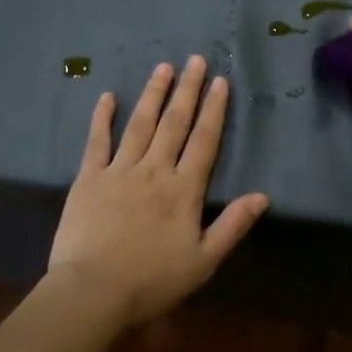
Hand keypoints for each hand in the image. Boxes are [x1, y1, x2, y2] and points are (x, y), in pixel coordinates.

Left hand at [47, 56, 269, 326]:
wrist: (93, 292)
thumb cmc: (152, 281)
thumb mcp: (203, 260)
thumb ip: (233, 226)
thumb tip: (262, 196)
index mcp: (184, 190)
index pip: (205, 141)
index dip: (214, 110)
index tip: (221, 81)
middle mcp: (154, 171)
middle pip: (175, 123)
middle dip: (187, 90)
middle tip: (195, 59)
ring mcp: (119, 171)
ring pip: (140, 124)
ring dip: (153, 94)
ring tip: (163, 67)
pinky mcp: (89, 179)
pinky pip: (96, 141)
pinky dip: (102, 117)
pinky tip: (107, 96)